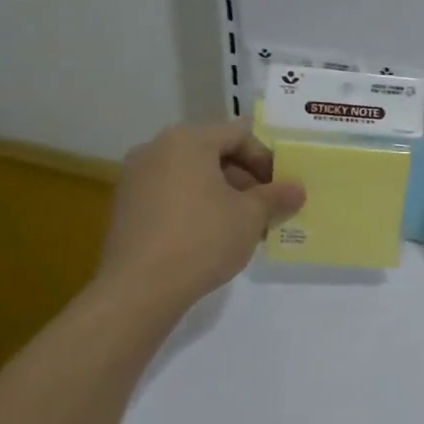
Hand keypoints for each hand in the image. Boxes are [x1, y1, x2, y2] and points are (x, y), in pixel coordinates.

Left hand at [98, 120, 304, 317]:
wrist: (139, 288)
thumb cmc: (203, 238)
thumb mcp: (251, 216)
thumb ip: (276, 196)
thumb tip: (297, 189)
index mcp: (188, 140)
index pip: (239, 134)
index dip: (266, 159)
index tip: (281, 188)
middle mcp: (156, 149)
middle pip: (213, 152)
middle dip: (245, 178)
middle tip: (266, 208)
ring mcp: (136, 177)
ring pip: (192, 175)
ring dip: (222, 193)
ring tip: (242, 225)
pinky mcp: (126, 206)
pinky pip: (171, 194)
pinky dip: (195, 205)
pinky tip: (211, 236)